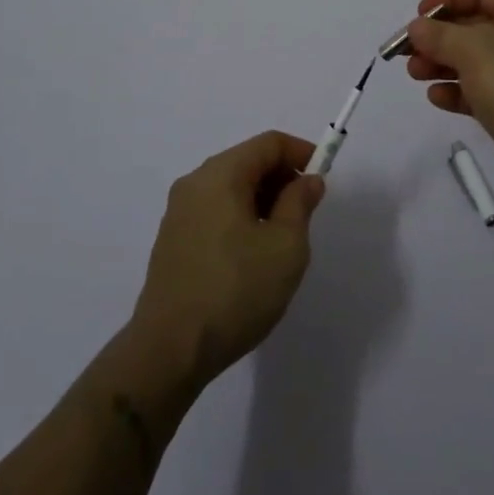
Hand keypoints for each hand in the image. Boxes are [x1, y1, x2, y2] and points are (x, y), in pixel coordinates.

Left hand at [129, 131, 325, 391]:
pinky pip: (214, 211)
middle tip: (306, 212)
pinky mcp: (172, 240)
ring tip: (282, 238)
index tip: (323, 177)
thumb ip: (300, 203)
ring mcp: (178, 212)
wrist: (169, 351)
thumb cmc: (235, 291)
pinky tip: (251, 256)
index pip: (269, 143)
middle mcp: (195, 182)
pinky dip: (240, 217)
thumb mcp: (285, 247)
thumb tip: (308, 180)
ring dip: (262, 200)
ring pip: (231, 188)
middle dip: (282, 178)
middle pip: (247, 161)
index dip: (301, 152)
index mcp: (221, 174)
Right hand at [404, 0, 493, 216]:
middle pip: (474, 26)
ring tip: (415, 75)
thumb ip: (440, 35)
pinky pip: (480, 91)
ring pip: (473, 60)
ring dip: (441, 63)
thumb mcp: (474, 50)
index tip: (418, 16)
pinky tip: (437, 99)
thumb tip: (417, 28)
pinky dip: (457, 91)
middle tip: (407, 52)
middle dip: (438, 36)